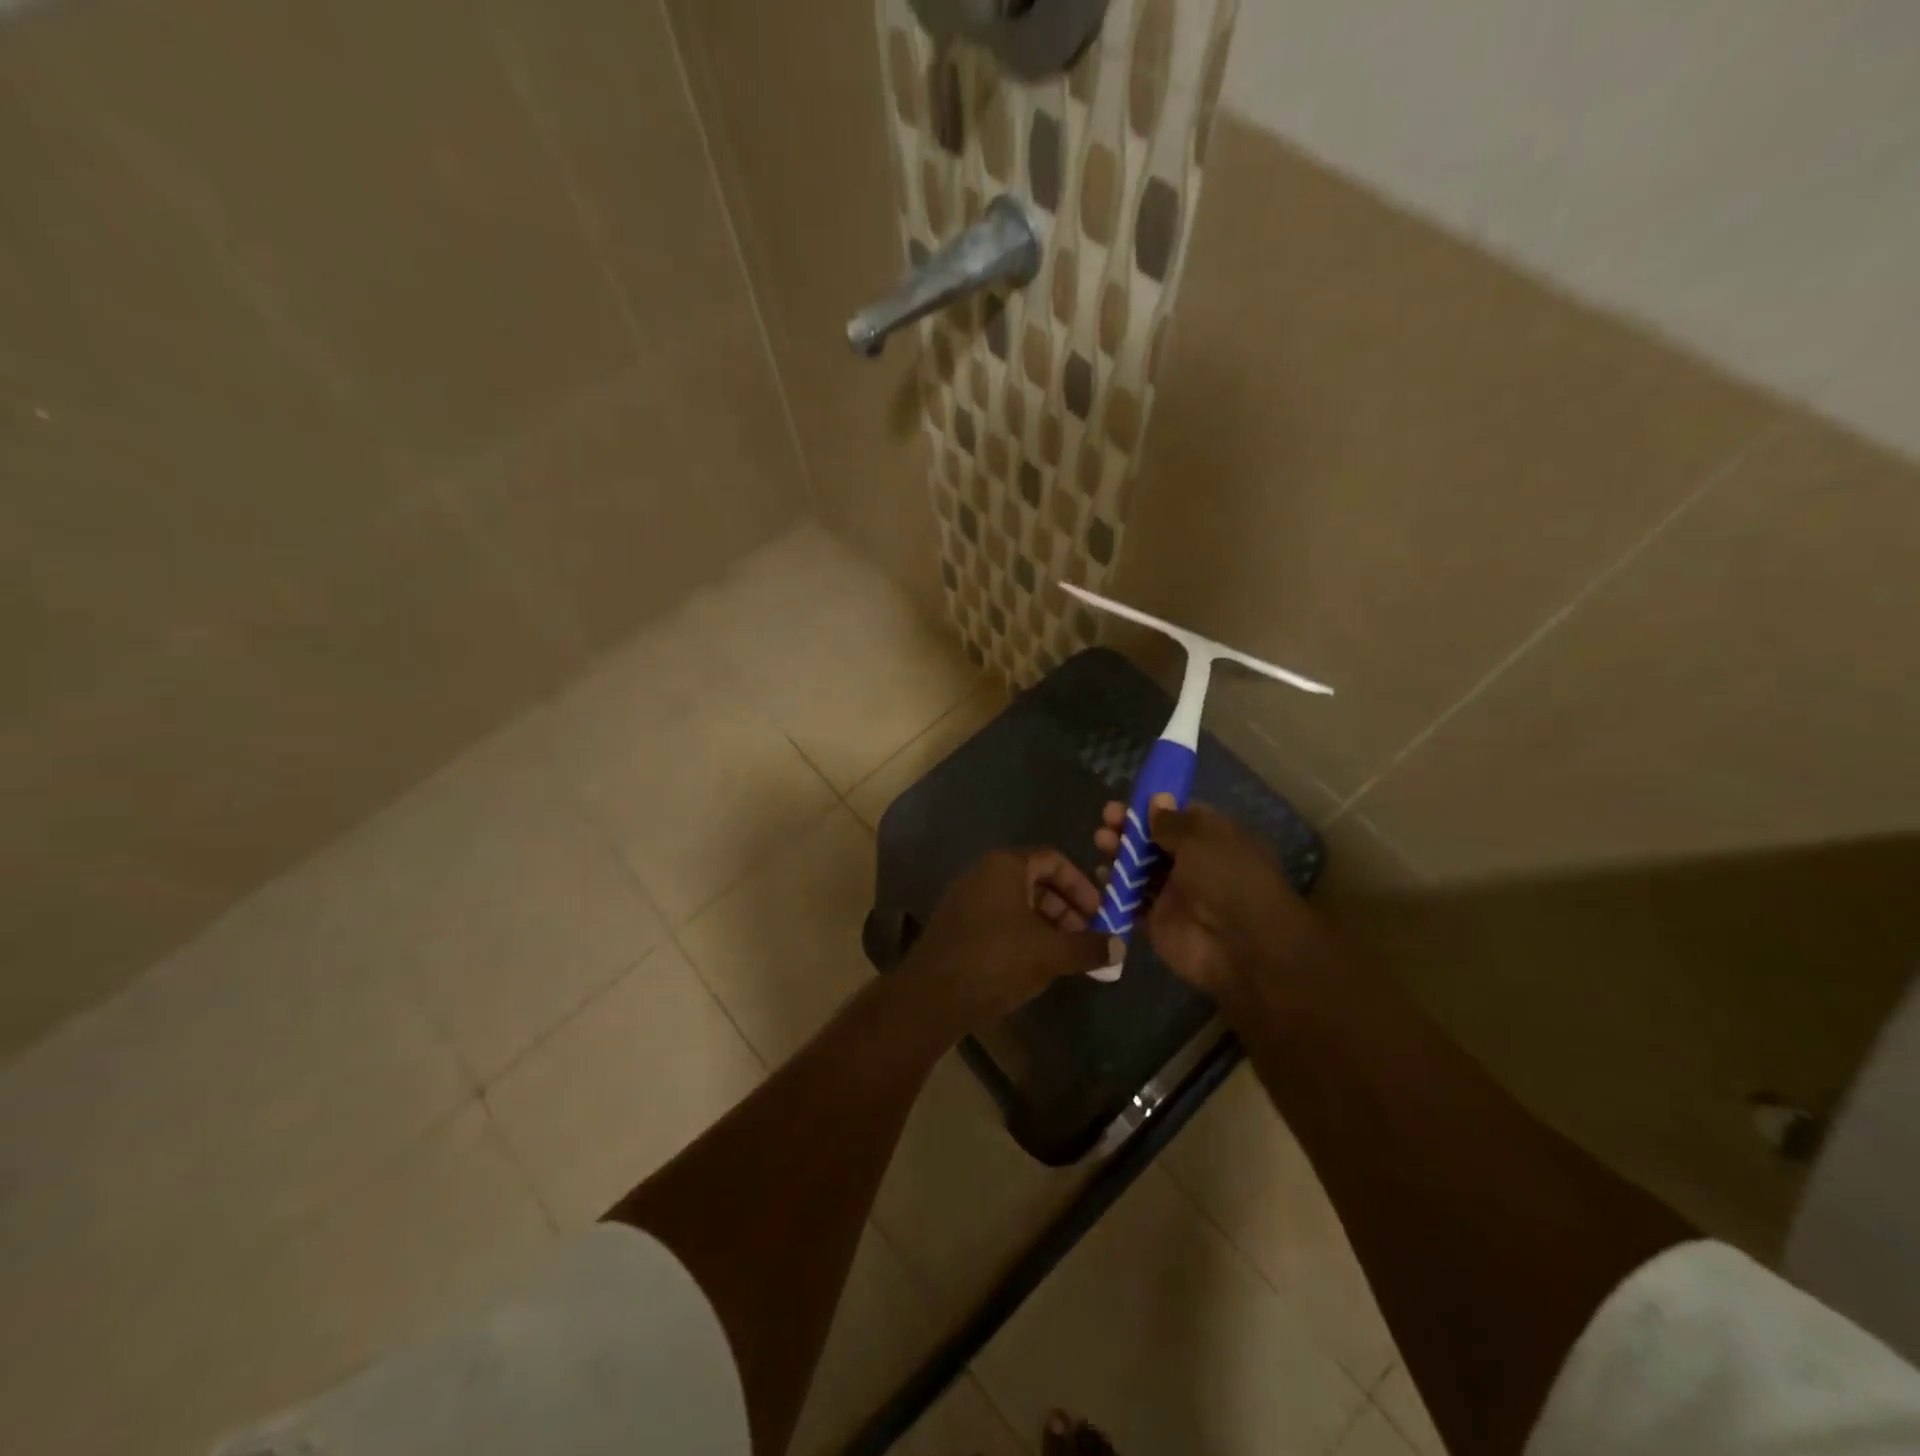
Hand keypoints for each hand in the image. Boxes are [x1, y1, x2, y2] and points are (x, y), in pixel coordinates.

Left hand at [910, 848, 1111, 1028]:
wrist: (931, 997)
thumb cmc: (996, 961)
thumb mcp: (1051, 953)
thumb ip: (1089, 946)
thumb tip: (1120, 947)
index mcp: (1004, 865)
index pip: (1054, 860)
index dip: (1083, 886)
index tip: (1101, 915)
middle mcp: (983, 873)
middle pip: (1037, 881)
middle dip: (1068, 908)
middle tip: (1088, 939)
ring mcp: (967, 899)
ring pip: (1019, 903)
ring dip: (1048, 925)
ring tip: (1068, 956)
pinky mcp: (958, 926)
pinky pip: (1001, 919)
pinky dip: (1025, 934)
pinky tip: (1038, 965)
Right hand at [1093, 797, 1322, 1000]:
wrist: (1241, 945)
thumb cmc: (1227, 878)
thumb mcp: (1201, 837)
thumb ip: (1172, 821)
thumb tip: (1157, 799)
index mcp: (1214, 839)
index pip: (1179, 817)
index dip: (1152, 808)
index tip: (1127, 803)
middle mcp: (1194, 864)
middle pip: (1154, 842)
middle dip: (1129, 829)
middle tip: (1107, 821)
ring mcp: (1175, 894)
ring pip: (1140, 868)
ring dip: (1120, 853)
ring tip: (1102, 842)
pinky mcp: (1158, 921)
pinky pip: (1131, 901)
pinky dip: (1115, 889)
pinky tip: (1102, 875)